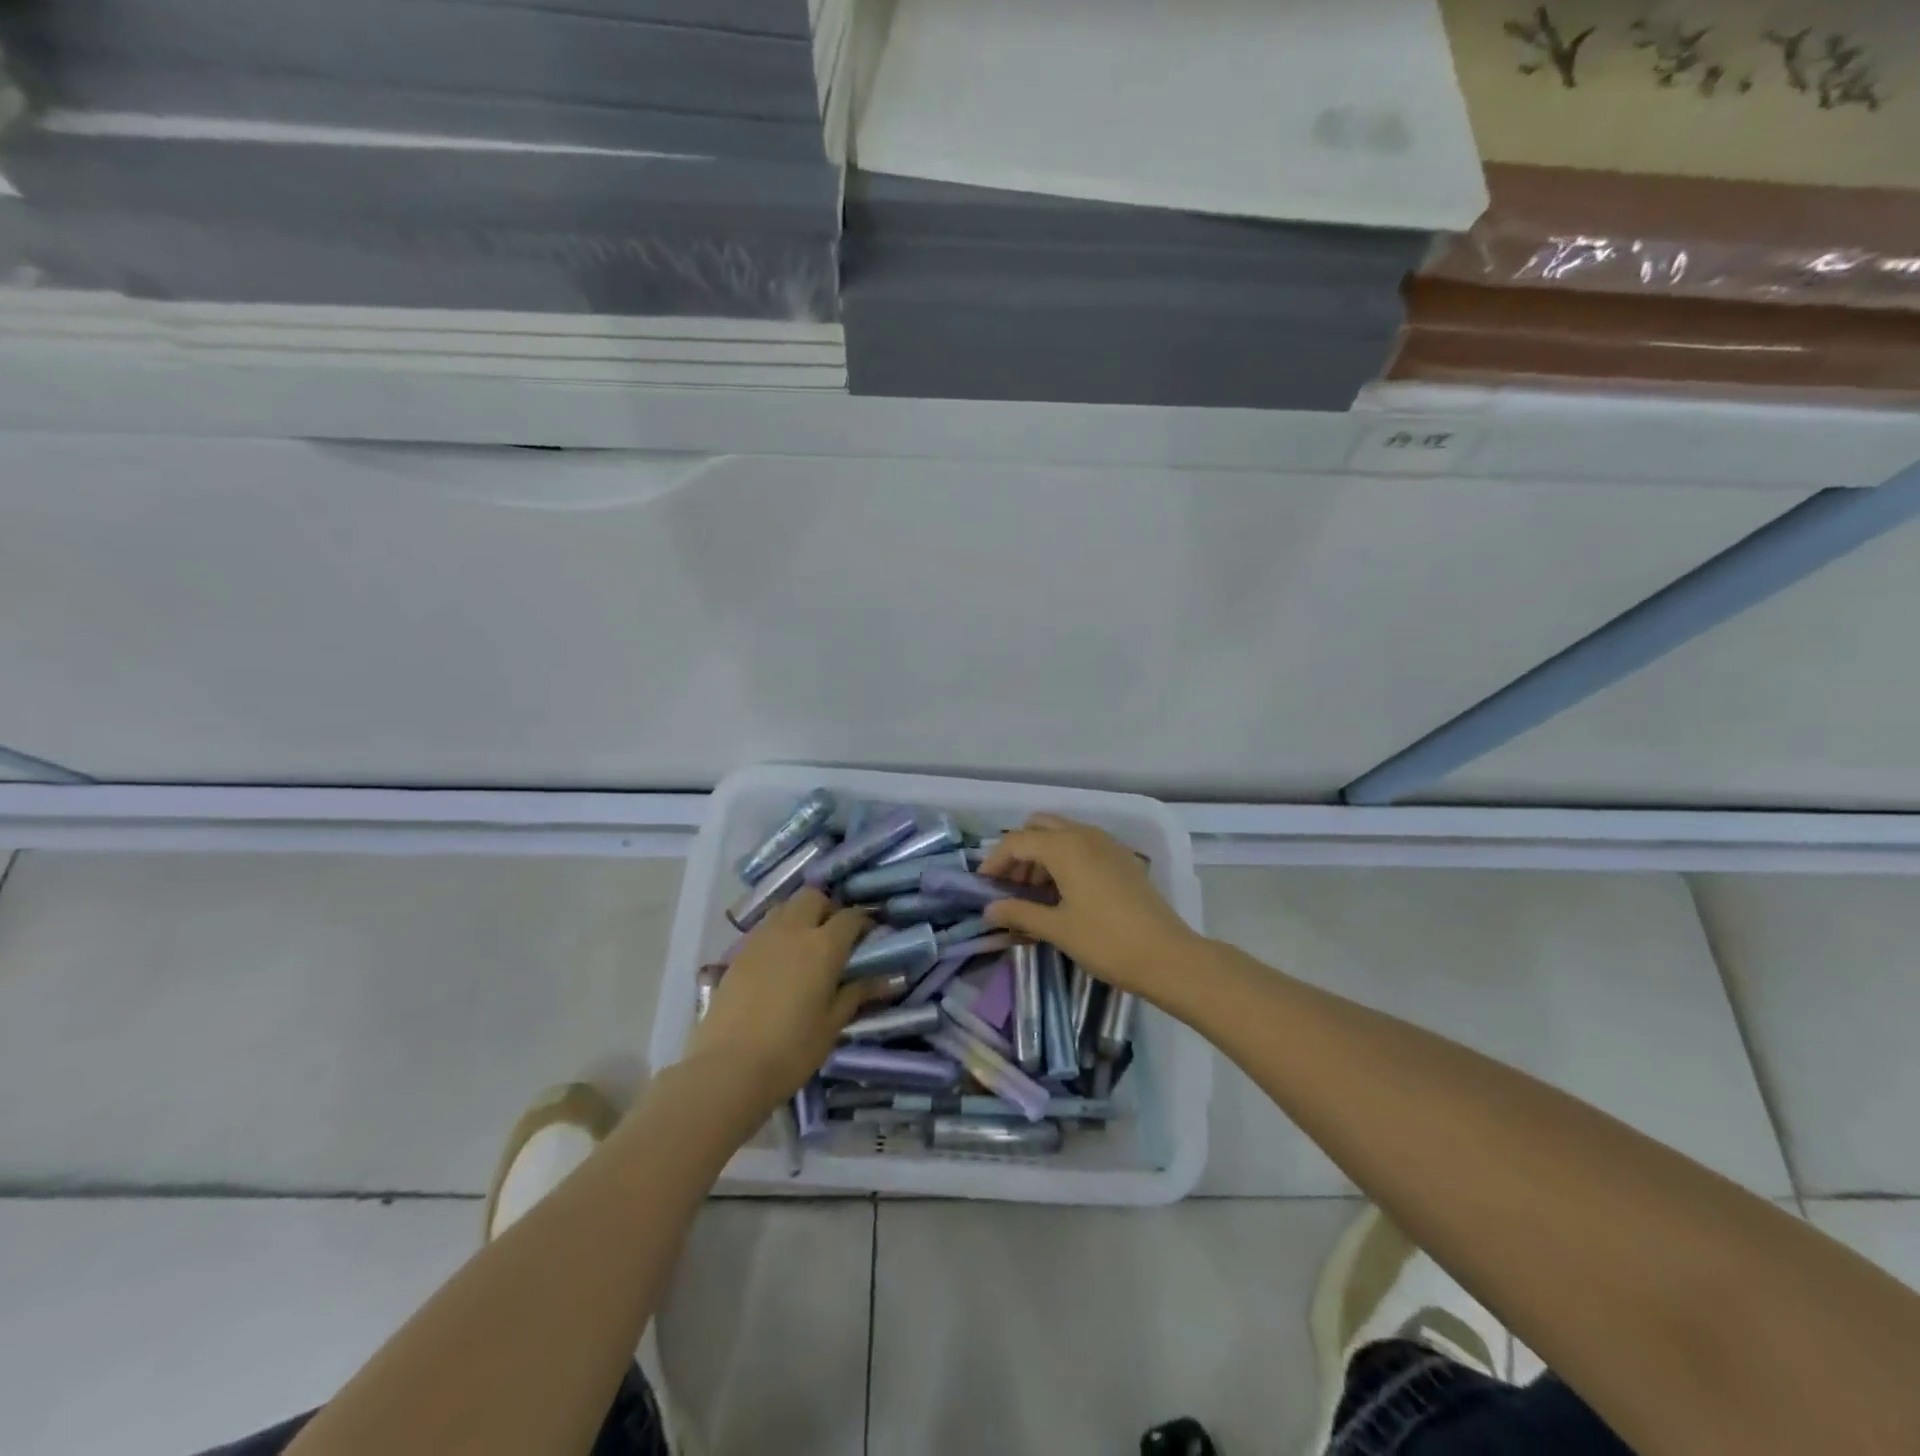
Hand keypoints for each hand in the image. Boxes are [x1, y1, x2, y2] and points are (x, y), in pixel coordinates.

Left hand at [685, 889, 885, 1113]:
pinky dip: (778, 933)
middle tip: (835, 937)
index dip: (864, 922)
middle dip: (828, 909)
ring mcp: (761, 938)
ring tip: (806, 946)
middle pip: (813, 897)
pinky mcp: (738, 952)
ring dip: (801, 916)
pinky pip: (765, 927)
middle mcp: (793, 931)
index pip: (850, 916)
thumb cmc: (791, 1050)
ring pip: (786, 907)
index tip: (869, 938)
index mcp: (823, 946)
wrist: (728, 1069)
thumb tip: (887, 979)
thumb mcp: (832, 1025)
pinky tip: (780, 962)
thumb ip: (857, 994)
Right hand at [977, 814, 1200, 996]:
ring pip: (1062, 834)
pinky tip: (1063, 894)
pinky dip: (1064, 859)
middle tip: (1010, 887)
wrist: (1167, 956)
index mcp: (1064, 846)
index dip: (994, 862)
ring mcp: (1106, 843)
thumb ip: (1019, 913)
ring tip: (1033, 896)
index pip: (1016, 841)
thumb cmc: (1106, 941)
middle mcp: (1084, 834)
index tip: (983, 887)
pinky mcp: (1122, 858)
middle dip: (1019, 852)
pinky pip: (1082, 845)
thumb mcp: (1057, 928)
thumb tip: (989, 910)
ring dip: (1041, 856)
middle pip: (1038, 827)